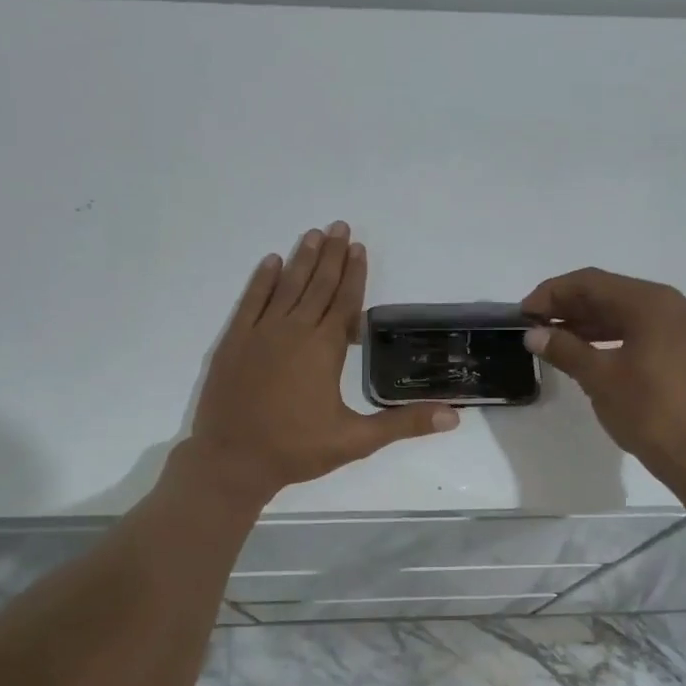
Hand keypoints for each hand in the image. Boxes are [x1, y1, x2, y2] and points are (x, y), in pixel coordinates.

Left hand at [186, 221, 457, 500]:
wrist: (232, 460)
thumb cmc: (296, 449)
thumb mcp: (356, 440)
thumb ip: (403, 424)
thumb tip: (453, 417)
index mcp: (323, 349)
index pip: (344, 302)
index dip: (354, 273)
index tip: (359, 247)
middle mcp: (293, 331)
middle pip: (317, 285)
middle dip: (331, 255)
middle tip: (339, 225)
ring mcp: (260, 333)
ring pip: (286, 287)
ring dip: (302, 259)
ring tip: (313, 233)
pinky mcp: (234, 341)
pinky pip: (251, 301)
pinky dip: (262, 280)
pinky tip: (271, 262)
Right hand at [520, 268, 685, 492]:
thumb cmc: (650, 414)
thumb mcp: (600, 379)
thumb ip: (565, 350)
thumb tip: (533, 335)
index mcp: (653, 303)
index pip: (592, 283)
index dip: (552, 293)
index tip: (523, 313)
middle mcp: (673, 305)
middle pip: (611, 293)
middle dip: (569, 306)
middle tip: (533, 325)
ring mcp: (684, 327)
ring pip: (626, 312)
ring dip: (588, 322)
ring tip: (552, 337)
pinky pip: (641, 330)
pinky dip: (611, 336)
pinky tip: (585, 350)